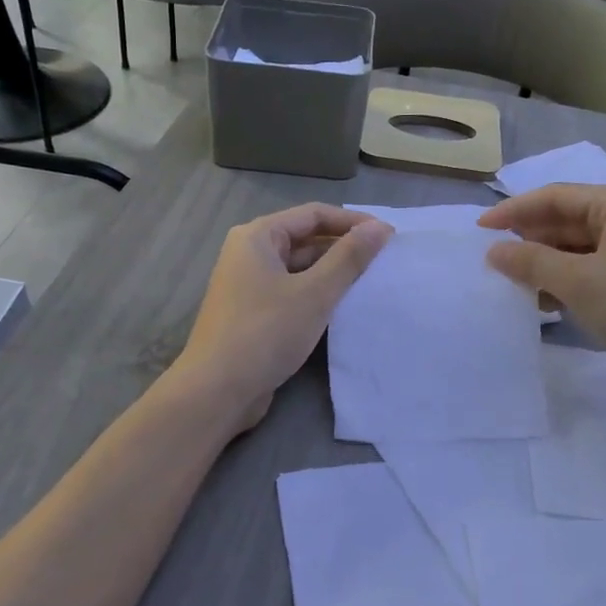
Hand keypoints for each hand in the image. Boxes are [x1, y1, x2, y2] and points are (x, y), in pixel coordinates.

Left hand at [176, 204, 392, 432]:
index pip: (313, 214)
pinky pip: (293, 294)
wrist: (217, 391)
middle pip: (306, 240)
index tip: (388, 238)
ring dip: (333, 275)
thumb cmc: (265, 333)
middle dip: (344, 249)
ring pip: (301, 270)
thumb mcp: (314, 293)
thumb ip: (349, 258)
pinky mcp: (255, 315)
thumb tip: (379, 228)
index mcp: (257, 237)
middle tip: (385, 264)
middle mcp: (250, 255)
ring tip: (373, 286)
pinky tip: (345, 311)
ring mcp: (250, 287)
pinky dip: (318, 298)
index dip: (352, 222)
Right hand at [477, 185, 605, 395]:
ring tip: (515, 287)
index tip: (480, 230)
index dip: (514, 210)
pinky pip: (590, 273)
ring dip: (545, 266)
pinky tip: (545, 305)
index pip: (556, 197)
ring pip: (576, 250)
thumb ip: (532, 262)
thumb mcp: (579, 282)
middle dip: (530, 241)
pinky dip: (565, 284)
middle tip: (493, 262)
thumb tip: (494, 251)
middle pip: (566, 222)